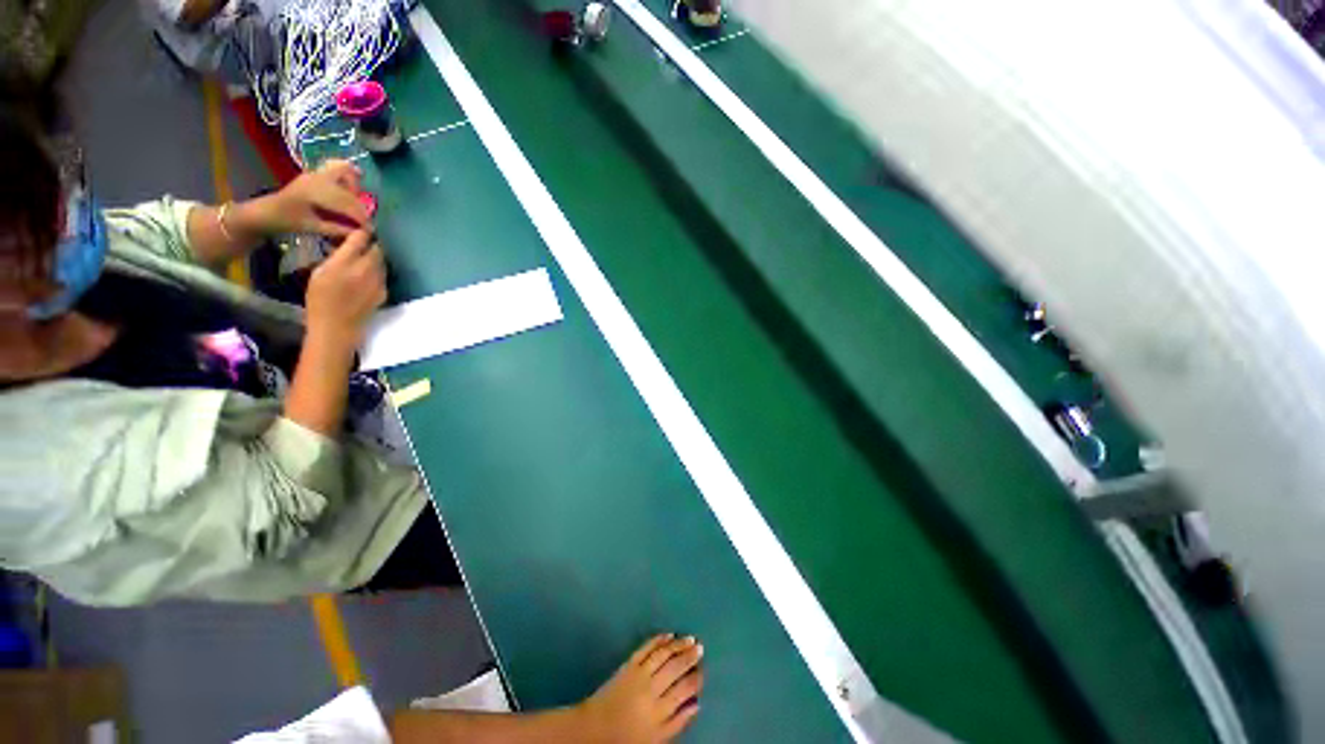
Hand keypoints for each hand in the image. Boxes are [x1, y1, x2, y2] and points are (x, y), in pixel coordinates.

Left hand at [252, 159, 369, 238]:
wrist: (266, 211)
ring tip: (357, 201)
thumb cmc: (287, 221)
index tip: (371, 230)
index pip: (347, 202)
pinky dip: (349, 177)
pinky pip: (338, 169)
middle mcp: (317, 178)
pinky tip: (353, 190)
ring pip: (343, 168)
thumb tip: (360, 233)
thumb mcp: (312, 228)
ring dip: (355, 184)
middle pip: (349, 185)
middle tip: (363, 218)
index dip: (361, 217)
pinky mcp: (316, 175)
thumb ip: (337, 229)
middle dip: (360, 203)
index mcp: (315, 191)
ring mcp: (316, 174)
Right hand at [306, 229, 385, 345]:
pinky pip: (383, 275)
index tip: (356, 231)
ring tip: (363, 260)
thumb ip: (335, 257)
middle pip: (376, 249)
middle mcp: (366, 269)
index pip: (361, 238)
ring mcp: (378, 281)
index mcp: (346, 262)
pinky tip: (367, 276)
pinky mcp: (384, 291)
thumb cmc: (320, 300)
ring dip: (374, 258)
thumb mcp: (318, 273)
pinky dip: (377, 271)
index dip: (360, 233)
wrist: (338, 326)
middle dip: (370, 245)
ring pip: (382, 262)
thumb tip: (344, 246)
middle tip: (360, 246)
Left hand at [577, 634, 703, 743]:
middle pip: (675, 668)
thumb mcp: (656, 739)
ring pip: (663, 654)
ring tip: (690, 638)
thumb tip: (697, 704)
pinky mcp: (629, 663)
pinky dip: (658, 639)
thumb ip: (678, 723)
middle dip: (690, 657)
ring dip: (678, 644)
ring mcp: (640, 673)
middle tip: (701, 647)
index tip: (703, 669)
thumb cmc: (626, 737)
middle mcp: (652, 688)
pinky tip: (668, 635)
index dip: (696, 677)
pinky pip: (646, 648)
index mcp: (660, 709)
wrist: (595, 729)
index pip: (684, 688)